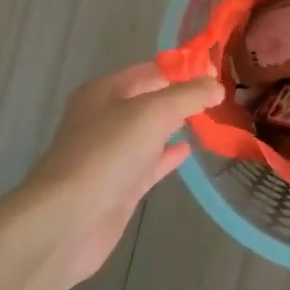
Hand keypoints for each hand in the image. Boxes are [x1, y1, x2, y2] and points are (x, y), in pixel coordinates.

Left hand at [0, 62, 222, 289]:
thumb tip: (216, 85)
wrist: (68, 219)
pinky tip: (188, 150)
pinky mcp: (119, 184)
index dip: (185, 69)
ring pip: (151, 131)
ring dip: (177, 123)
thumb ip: (188, 95)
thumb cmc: (108, 154)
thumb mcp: (153, 112)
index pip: (152, 70)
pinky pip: (149, 161)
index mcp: (106, 91)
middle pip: (151, 99)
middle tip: (221, 95)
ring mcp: (111, 153)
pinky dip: (168, 154)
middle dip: (182, 95)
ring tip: (211, 118)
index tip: (219, 73)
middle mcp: (105, 118)